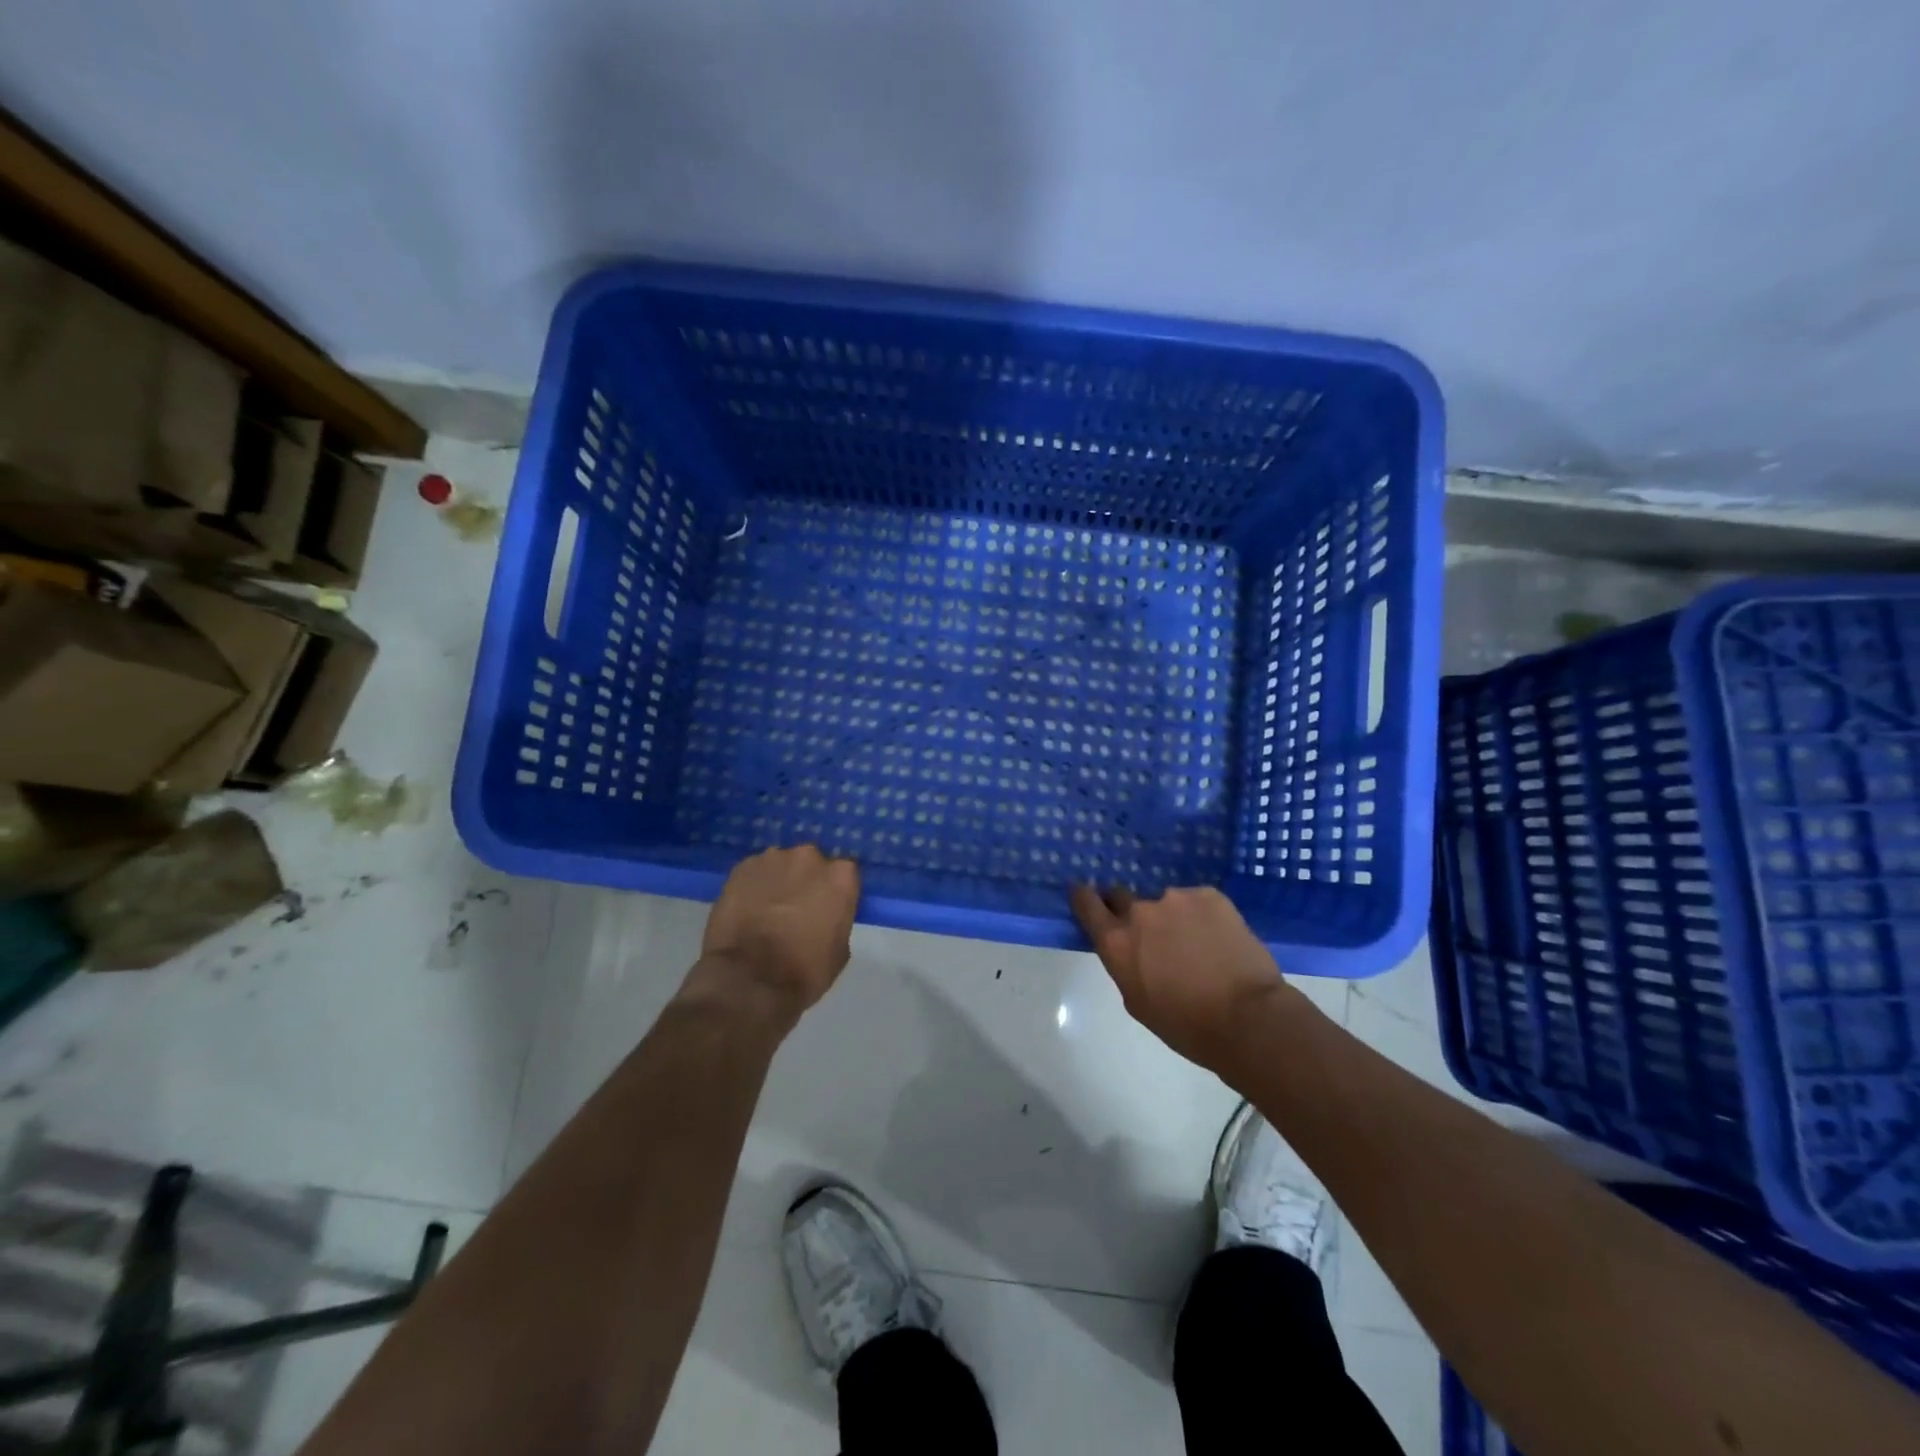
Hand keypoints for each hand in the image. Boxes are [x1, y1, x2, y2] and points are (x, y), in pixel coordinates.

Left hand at [692, 845, 860, 1023]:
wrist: (749, 979)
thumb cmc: (804, 970)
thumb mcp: (840, 950)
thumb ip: (837, 919)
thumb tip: (825, 916)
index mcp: (841, 876)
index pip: (845, 874)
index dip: (834, 891)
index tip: (827, 908)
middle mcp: (809, 857)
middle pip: (811, 863)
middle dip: (806, 881)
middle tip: (797, 908)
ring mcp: (773, 858)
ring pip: (781, 865)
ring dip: (779, 881)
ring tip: (767, 909)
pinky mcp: (741, 868)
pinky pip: (754, 873)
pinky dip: (753, 886)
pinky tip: (746, 909)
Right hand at [1070, 884, 1303, 1068]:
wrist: (1248, 1018)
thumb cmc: (1187, 1025)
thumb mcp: (1138, 1001)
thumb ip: (1125, 965)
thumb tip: (1131, 949)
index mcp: (1116, 941)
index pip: (1087, 903)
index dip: (1083, 896)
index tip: (1084, 893)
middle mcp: (1140, 911)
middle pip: (1122, 896)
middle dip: (1128, 909)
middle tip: (1149, 931)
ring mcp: (1176, 898)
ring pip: (1166, 902)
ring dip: (1172, 917)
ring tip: (1196, 943)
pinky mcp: (1210, 895)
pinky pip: (1197, 901)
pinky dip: (1202, 916)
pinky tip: (1218, 939)